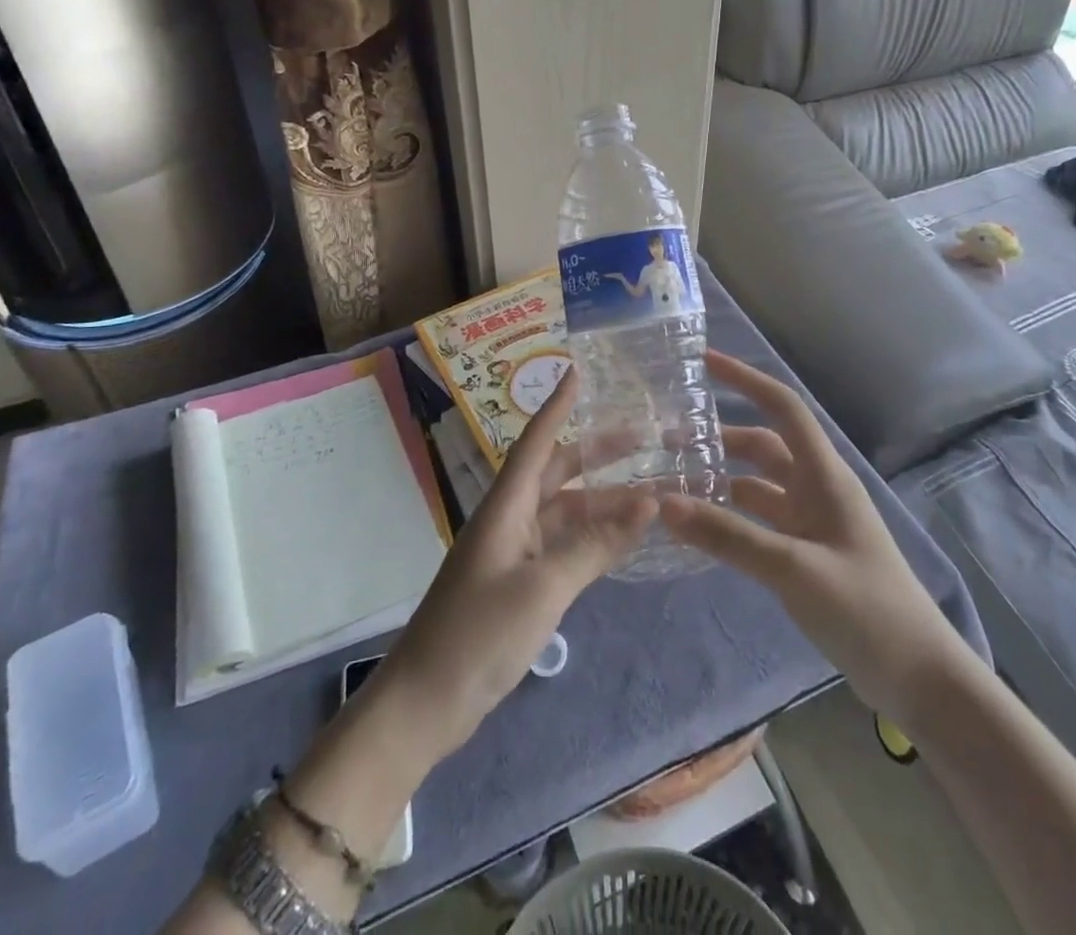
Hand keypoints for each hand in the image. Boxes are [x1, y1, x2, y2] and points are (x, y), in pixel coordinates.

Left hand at [373, 368, 655, 760]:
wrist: (425, 703)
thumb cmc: (479, 634)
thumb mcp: (544, 588)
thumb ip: (595, 546)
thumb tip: (648, 502)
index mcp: (506, 507)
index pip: (537, 442)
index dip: (558, 406)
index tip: (578, 371)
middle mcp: (509, 519)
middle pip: (556, 472)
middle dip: (597, 453)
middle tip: (644, 436)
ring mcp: (512, 552)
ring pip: (564, 511)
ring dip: (602, 501)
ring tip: (650, 491)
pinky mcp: (517, 583)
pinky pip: (561, 545)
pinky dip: (591, 537)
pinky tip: (622, 539)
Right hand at [660, 350, 966, 715]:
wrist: (919, 681)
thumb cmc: (866, 610)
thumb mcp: (793, 569)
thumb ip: (728, 536)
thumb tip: (664, 502)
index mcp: (824, 476)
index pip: (782, 408)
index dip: (745, 379)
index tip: (703, 362)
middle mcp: (816, 490)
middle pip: (762, 447)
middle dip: (718, 437)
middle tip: (666, 441)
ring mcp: (811, 524)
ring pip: (757, 486)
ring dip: (719, 479)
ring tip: (672, 482)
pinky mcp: (805, 555)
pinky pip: (758, 522)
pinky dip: (729, 517)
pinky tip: (698, 526)